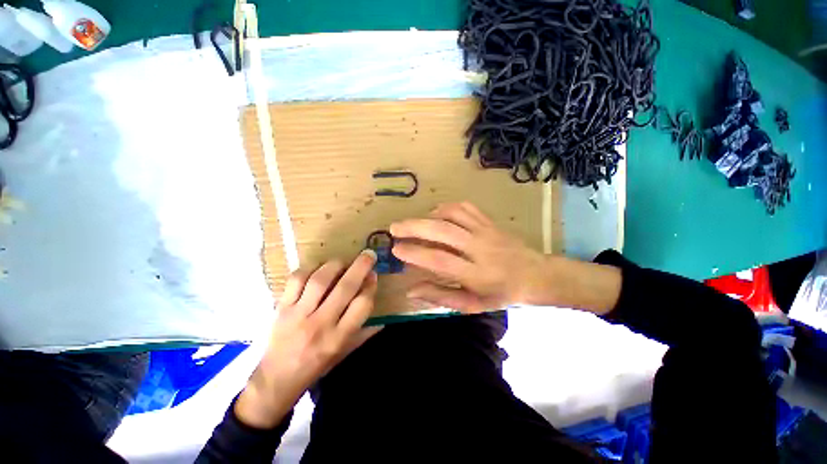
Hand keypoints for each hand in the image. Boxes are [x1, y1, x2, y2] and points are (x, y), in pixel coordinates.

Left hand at [235, 250, 381, 428]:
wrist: (276, 380)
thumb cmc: (316, 366)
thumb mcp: (345, 353)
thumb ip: (366, 333)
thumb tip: (385, 314)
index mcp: (338, 338)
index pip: (362, 306)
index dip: (371, 287)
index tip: (374, 276)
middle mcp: (320, 324)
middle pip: (345, 288)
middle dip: (360, 267)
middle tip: (369, 254)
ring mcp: (298, 315)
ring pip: (320, 281)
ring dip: (335, 265)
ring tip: (343, 262)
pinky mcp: (281, 308)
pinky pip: (296, 280)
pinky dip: (309, 269)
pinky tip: (318, 269)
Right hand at [390, 202, 549, 312]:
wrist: (536, 274)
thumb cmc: (502, 294)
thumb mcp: (472, 304)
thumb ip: (441, 296)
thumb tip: (411, 291)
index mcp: (477, 274)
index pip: (440, 261)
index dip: (416, 254)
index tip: (396, 249)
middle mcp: (480, 249)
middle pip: (443, 232)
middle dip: (414, 227)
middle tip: (394, 228)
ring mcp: (486, 231)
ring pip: (453, 215)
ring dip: (428, 216)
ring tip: (412, 222)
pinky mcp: (489, 221)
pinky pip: (465, 208)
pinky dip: (446, 208)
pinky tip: (436, 214)